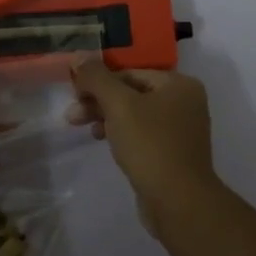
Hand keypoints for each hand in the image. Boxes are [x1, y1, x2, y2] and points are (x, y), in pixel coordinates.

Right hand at [68, 57, 217, 218]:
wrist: (178, 202)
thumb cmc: (150, 145)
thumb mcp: (119, 105)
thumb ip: (97, 78)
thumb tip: (79, 54)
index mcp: (179, 84)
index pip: (129, 72)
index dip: (98, 80)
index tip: (73, 94)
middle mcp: (184, 101)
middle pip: (131, 92)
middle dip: (99, 101)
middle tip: (72, 116)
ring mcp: (180, 129)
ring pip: (134, 114)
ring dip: (106, 118)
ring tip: (85, 131)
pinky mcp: (172, 152)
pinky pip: (142, 134)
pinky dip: (121, 134)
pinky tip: (104, 142)